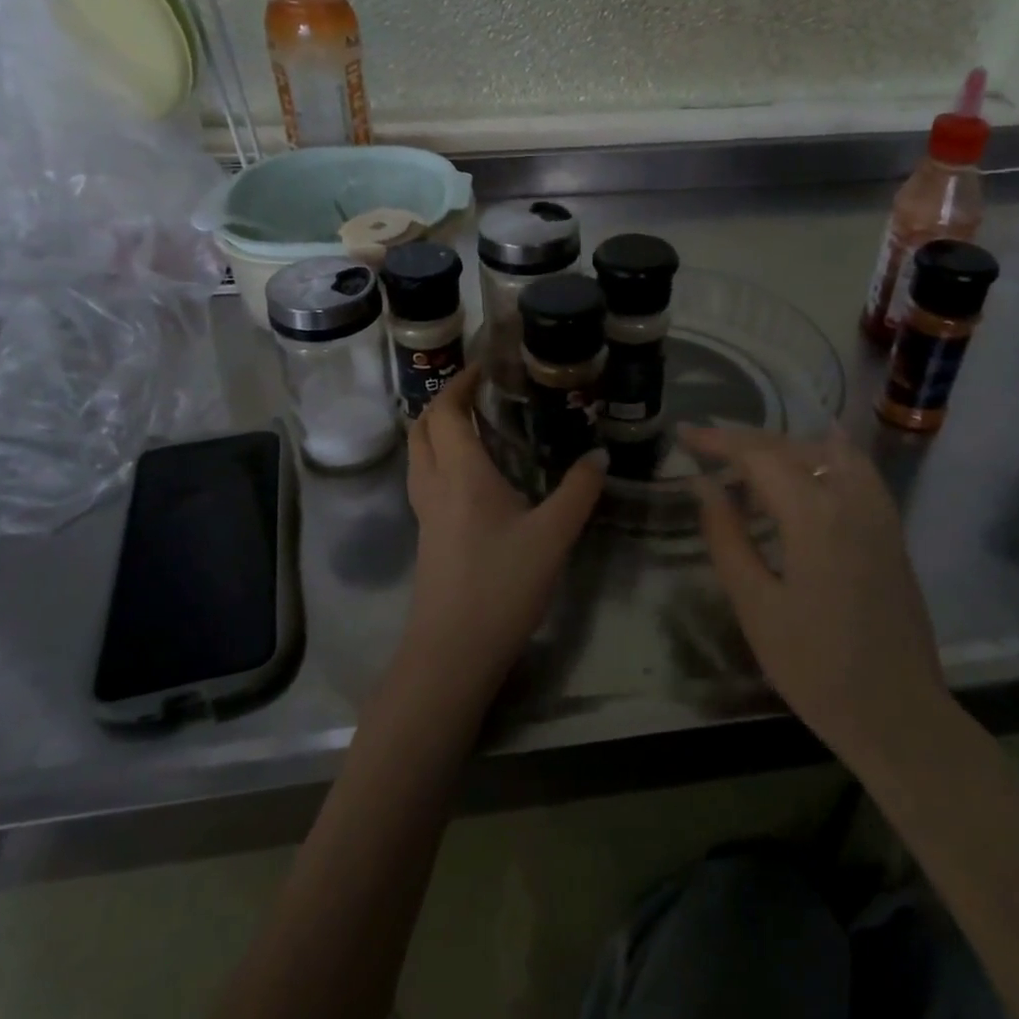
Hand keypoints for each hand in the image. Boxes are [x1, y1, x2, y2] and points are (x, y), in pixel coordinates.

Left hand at [401, 364, 604, 704]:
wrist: (452, 652)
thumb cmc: (501, 585)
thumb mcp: (553, 535)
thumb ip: (578, 491)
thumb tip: (600, 456)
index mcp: (460, 472)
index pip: (446, 411)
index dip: (461, 382)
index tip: (486, 366)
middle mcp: (434, 484)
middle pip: (422, 427)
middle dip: (445, 401)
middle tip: (481, 391)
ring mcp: (424, 512)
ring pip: (419, 453)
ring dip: (438, 429)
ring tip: (478, 424)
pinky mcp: (427, 535)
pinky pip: (426, 478)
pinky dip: (442, 457)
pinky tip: (475, 474)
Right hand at [683, 425, 955, 771]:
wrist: (897, 714)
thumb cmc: (815, 667)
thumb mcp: (755, 605)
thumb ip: (727, 536)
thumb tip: (705, 486)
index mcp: (814, 515)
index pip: (758, 455)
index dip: (717, 440)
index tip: (684, 433)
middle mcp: (851, 498)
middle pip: (791, 447)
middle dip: (744, 441)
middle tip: (704, 447)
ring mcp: (878, 511)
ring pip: (826, 451)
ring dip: (783, 447)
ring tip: (748, 463)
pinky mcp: (891, 528)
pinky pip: (856, 468)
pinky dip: (824, 455)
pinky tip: (808, 463)